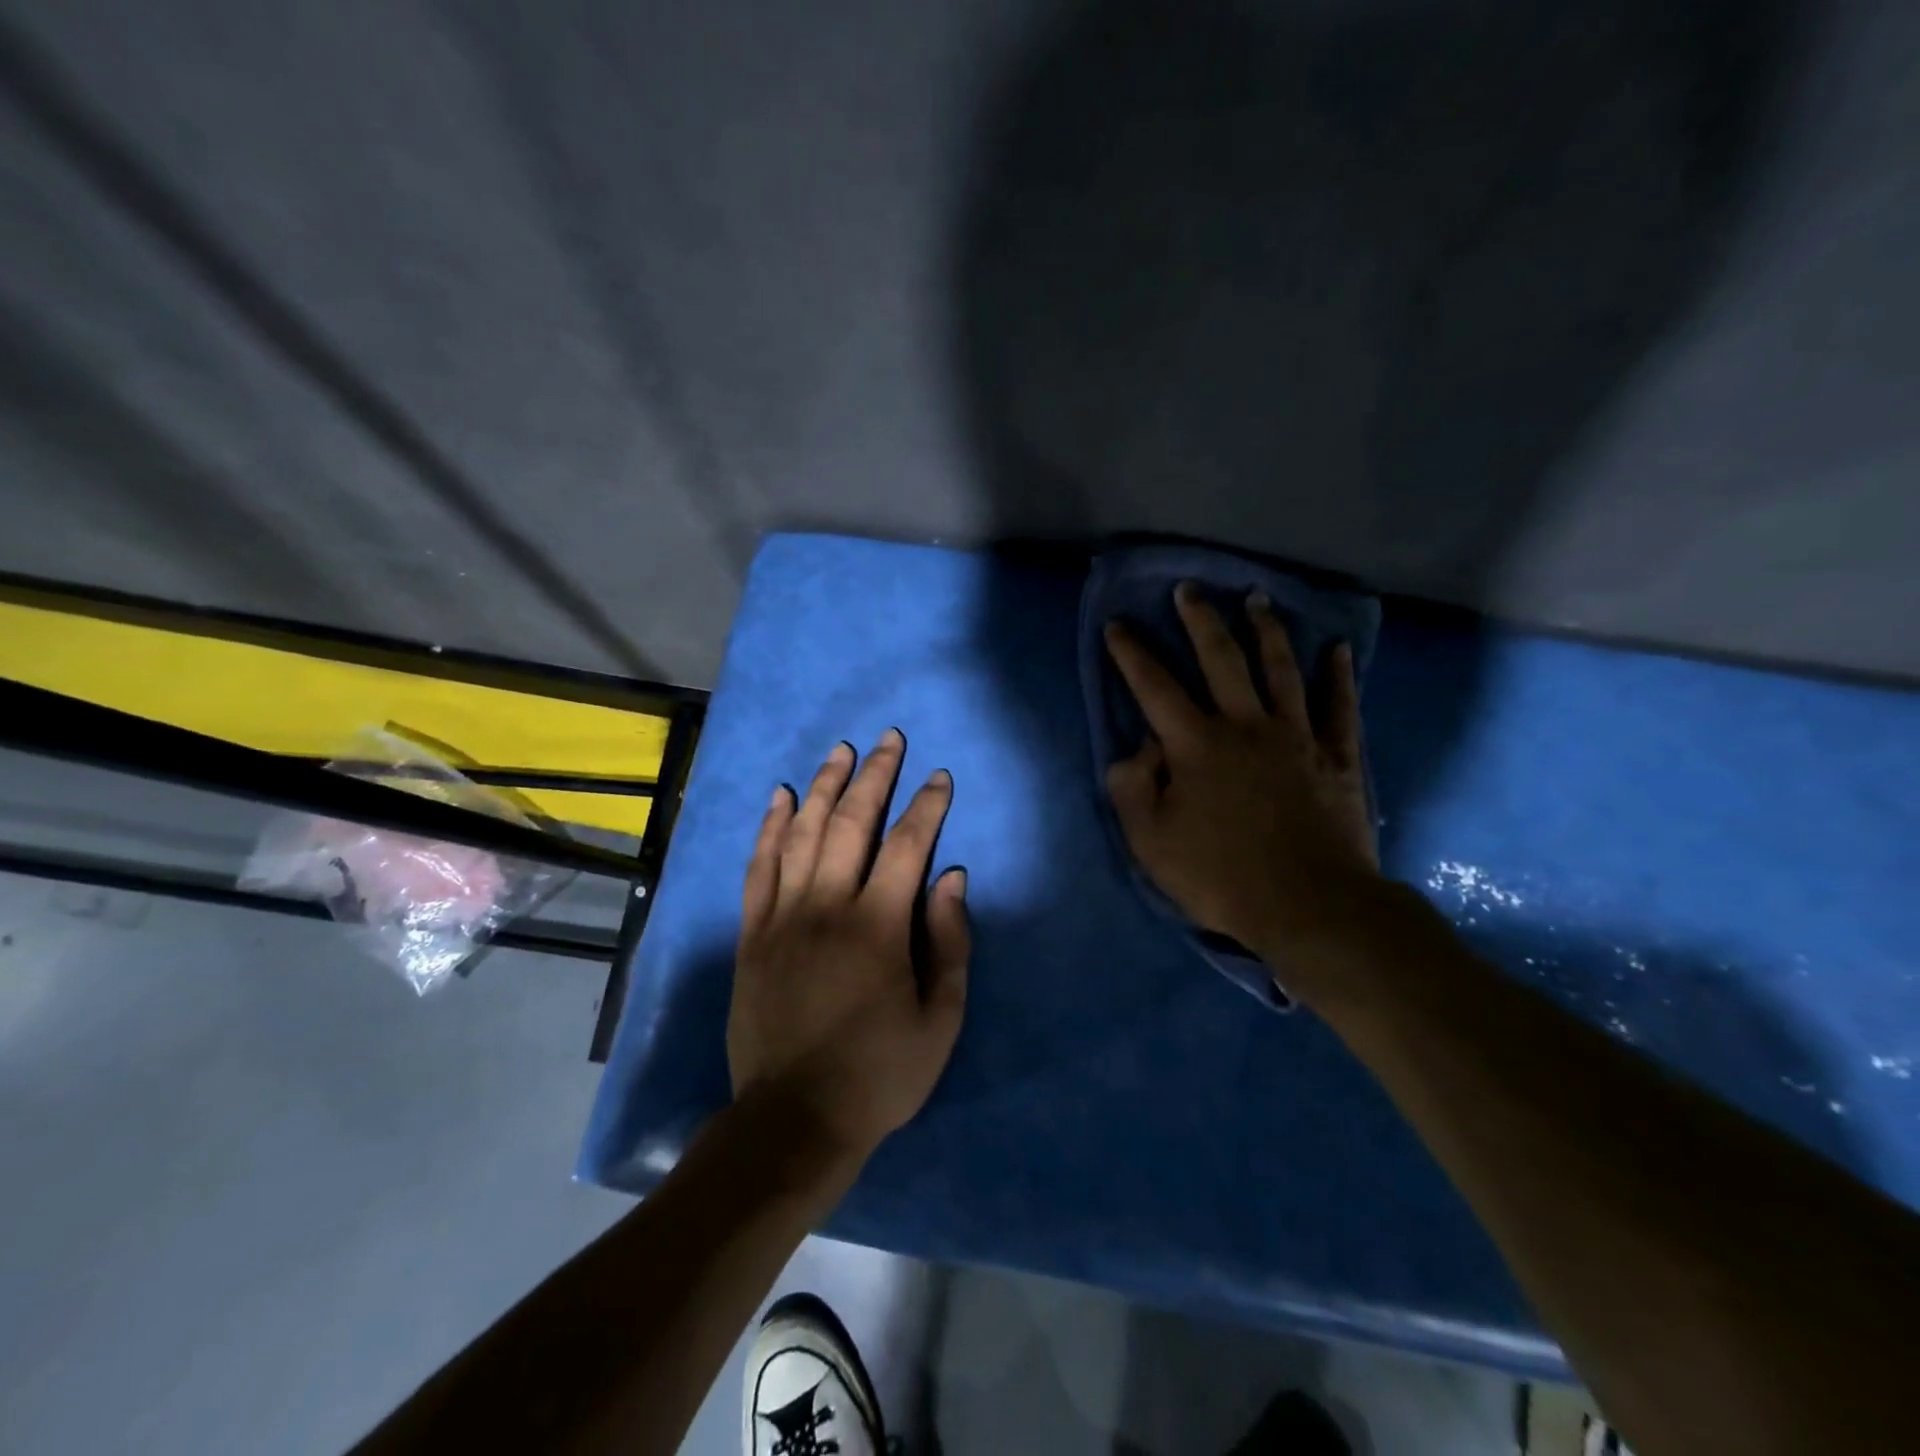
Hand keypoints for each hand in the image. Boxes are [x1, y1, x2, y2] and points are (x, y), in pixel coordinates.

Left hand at [728, 730, 969, 1167]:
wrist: (793, 1119)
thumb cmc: (878, 1074)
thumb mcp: (939, 1020)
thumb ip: (949, 943)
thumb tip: (951, 876)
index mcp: (877, 926)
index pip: (907, 845)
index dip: (926, 805)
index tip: (939, 776)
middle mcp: (826, 905)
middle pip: (851, 823)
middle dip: (874, 775)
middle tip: (888, 739)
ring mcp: (782, 916)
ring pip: (801, 833)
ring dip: (823, 786)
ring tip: (840, 751)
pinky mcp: (751, 933)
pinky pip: (759, 866)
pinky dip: (769, 827)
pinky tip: (779, 796)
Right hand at [1103, 584, 1379, 960]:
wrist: (1310, 907)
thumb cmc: (1221, 876)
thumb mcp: (1151, 842)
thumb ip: (1132, 788)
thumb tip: (1137, 749)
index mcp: (1196, 745)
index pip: (1154, 686)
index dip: (1131, 653)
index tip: (1117, 625)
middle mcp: (1245, 726)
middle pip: (1221, 659)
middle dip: (1200, 620)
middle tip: (1189, 589)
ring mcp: (1296, 737)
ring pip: (1280, 670)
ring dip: (1266, 631)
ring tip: (1257, 599)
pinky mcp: (1337, 757)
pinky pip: (1339, 708)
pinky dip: (1338, 677)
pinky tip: (1337, 650)